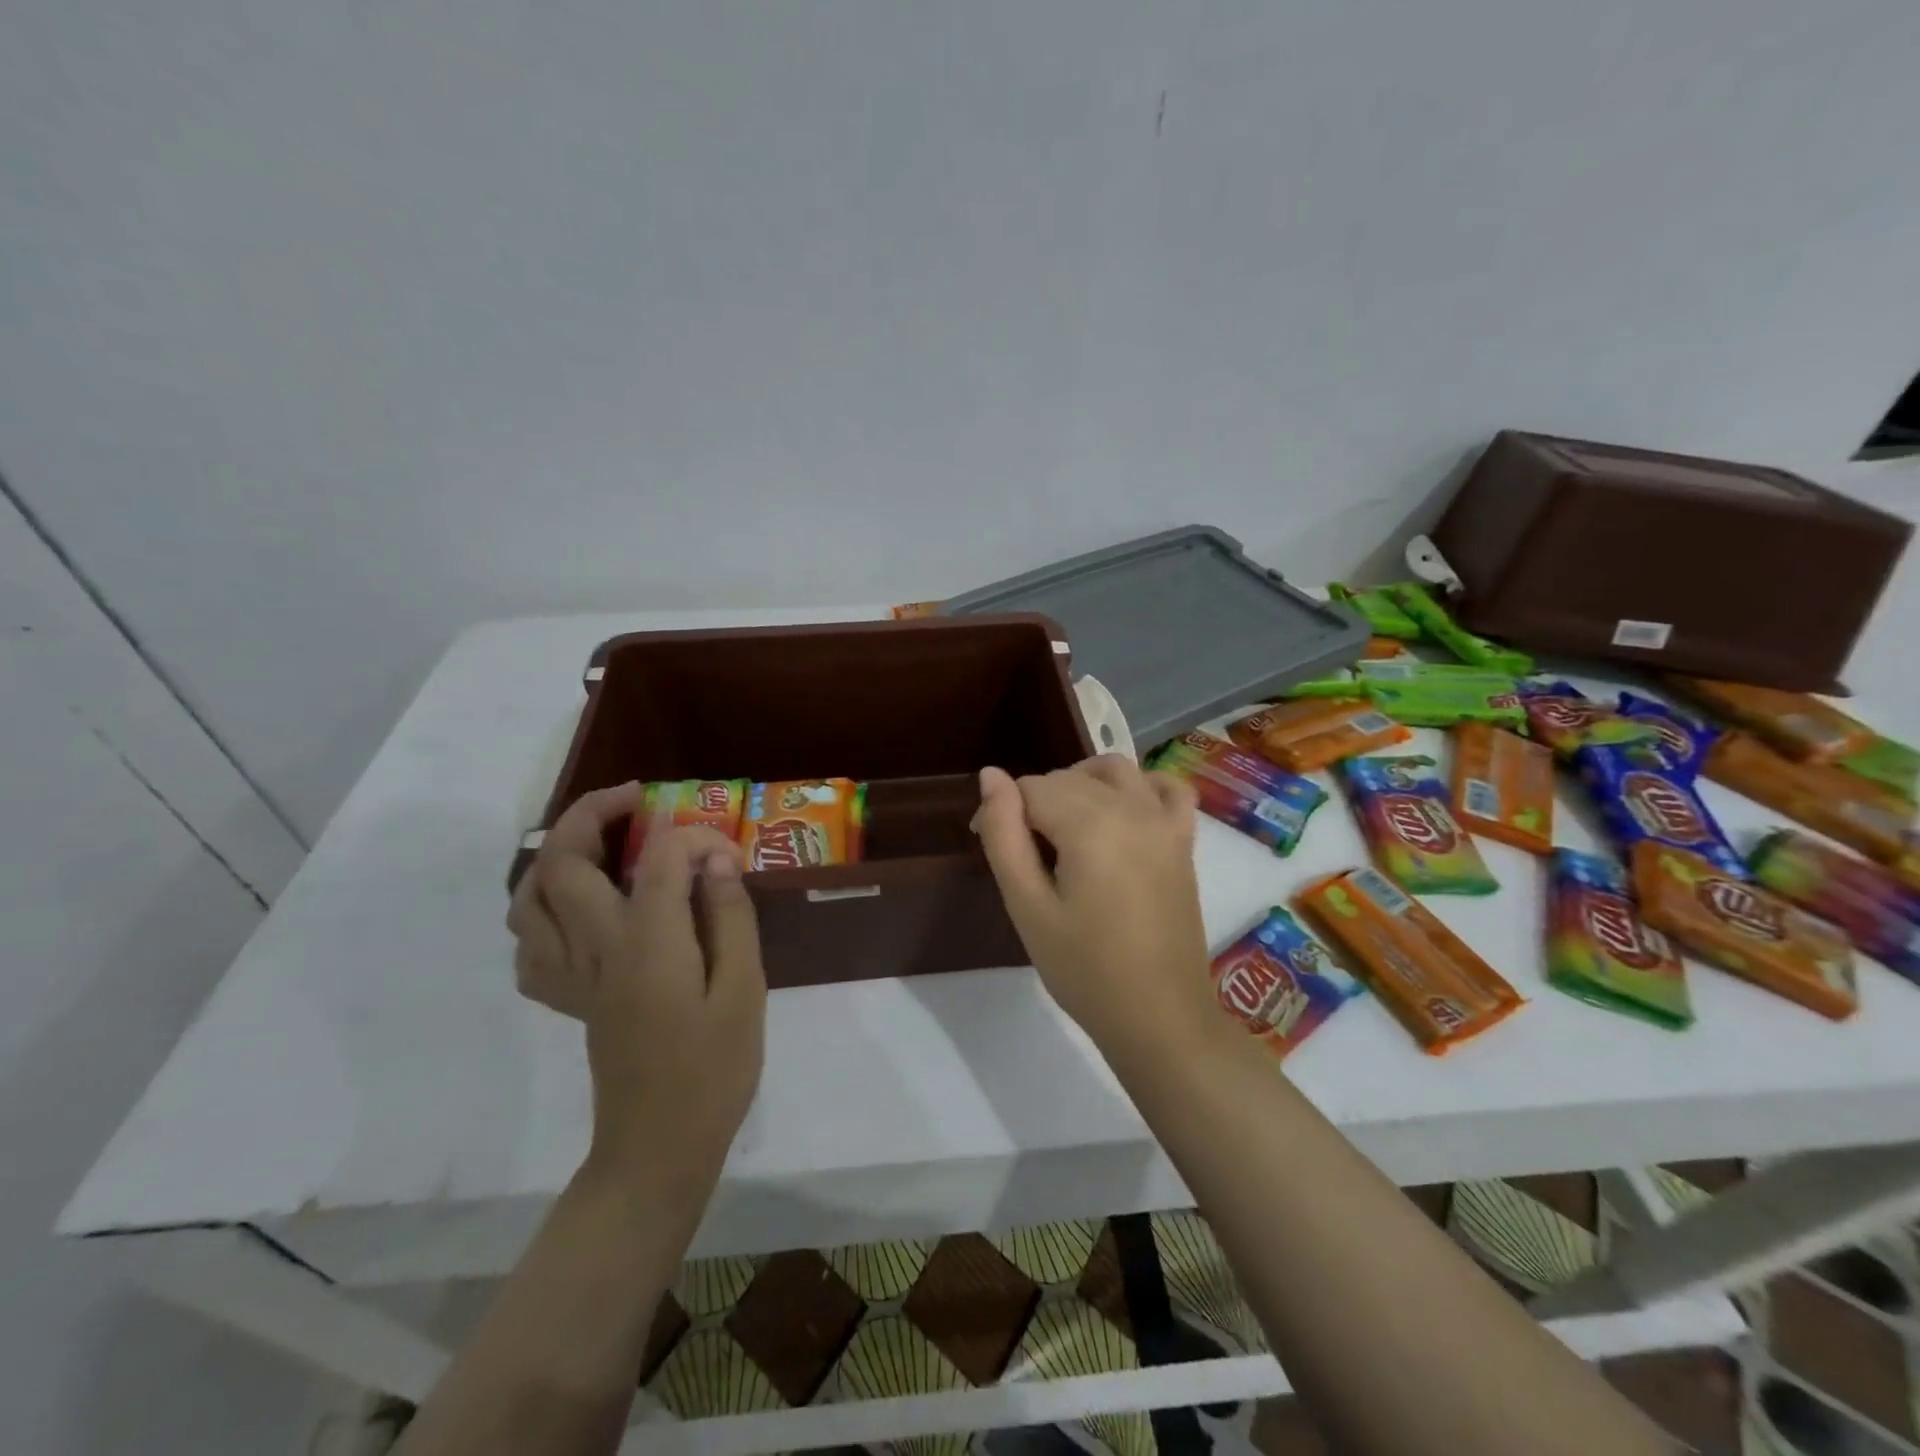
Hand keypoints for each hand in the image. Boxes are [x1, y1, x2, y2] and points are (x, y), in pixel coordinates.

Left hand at [507, 784, 766, 1200]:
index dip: (693, 835)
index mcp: (647, 943)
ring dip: (556, 856)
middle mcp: (596, 949)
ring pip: (528, 899)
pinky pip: (530, 946)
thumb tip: (715, 859)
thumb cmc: (715, 1069)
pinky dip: (543, 912)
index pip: (658, 857)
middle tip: (635, 801)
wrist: (659, 1149)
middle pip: (564, 862)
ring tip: (599, 844)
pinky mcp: (568, 999)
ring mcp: (573, 976)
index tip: (726, 849)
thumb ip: (729, 916)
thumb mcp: (744, 989)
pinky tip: (581, 911)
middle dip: (593, 814)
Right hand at [971, 757, 1221, 1061]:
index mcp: (1089, 824)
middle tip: (1021, 853)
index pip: (1031, 788)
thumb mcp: (1027, 906)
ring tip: (1063, 825)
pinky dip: (1141, 785)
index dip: (1002, 811)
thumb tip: (990, 776)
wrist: (1159, 1017)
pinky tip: (1123, 810)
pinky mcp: (1184, 841)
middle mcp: (1131, 808)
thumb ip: (1004, 835)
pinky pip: (1166, 787)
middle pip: (1068, 778)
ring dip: (1081, 782)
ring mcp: (1164, 822)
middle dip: (1035, 802)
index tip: (990, 846)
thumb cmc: (1084, 969)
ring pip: (1114, 771)